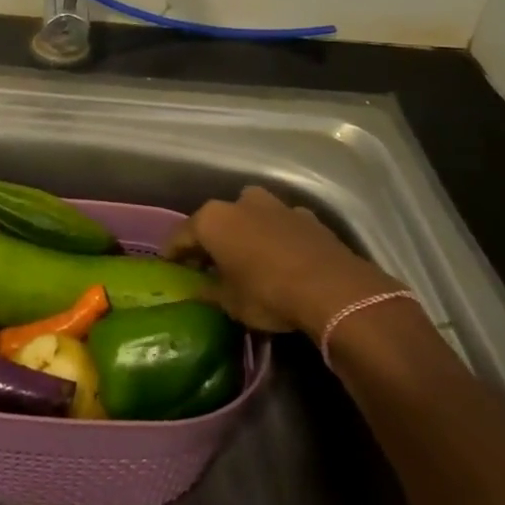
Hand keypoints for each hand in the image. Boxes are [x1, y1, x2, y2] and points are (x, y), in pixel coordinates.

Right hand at [166, 185, 404, 335]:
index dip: (174, 253)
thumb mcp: (230, 302)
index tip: (170, 266)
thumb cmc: (268, 294)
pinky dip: (275, 237)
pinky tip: (281, 258)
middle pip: (217, 221)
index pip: (181, 235)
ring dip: (246, 233)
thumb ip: (209, 291)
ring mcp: (276, 205)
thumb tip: (197, 289)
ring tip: (247, 259)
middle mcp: (240, 202)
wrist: (333, 290)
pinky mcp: (306, 216)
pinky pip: (280, 225)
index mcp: (212, 220)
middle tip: (208, 264)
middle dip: (211, 240)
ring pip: (250, 217)